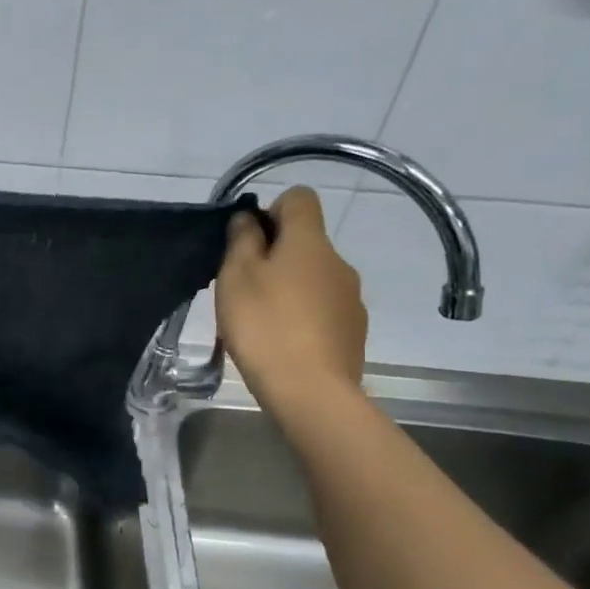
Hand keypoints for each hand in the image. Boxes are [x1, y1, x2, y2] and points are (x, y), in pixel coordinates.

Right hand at [216, 187, 366, 404]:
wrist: (310, 390)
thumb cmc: (264, 326)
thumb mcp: (236, 277)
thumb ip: (241, 240)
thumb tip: (250, 218)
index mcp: (309, 242)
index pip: (299, 198)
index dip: (272, 209)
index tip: (249, 241)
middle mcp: (338, 262)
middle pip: (306, 241)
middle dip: (275, 255)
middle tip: (244, 289)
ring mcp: (351, 297)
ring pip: (314, 277)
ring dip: (290, 287)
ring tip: (262, 322)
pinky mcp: (353, 329)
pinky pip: (324, 308)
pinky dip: (304, 315)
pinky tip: (284, 343)